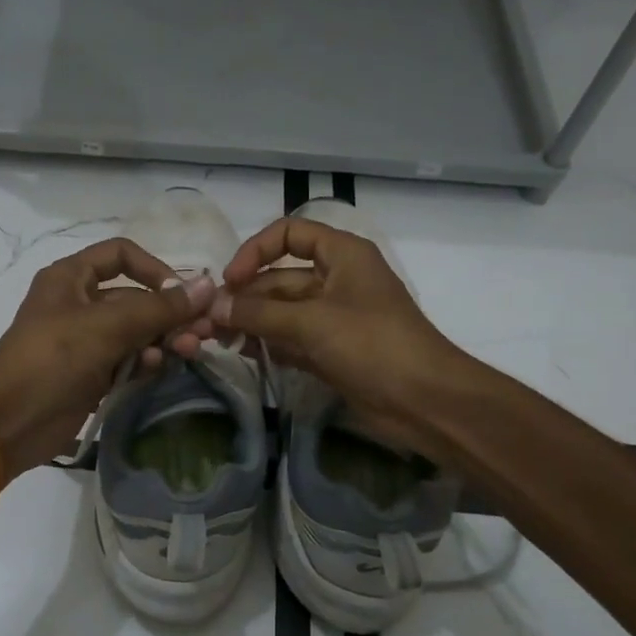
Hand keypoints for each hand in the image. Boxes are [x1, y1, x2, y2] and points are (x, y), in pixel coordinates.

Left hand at [0, 239, 214, 479]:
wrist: (8, 422)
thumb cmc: (52, 359)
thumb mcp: (107, 326)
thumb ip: (159, 308)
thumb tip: (208, 285)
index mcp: (71, 277)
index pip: (121, 255)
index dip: (154, 268)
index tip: (181, 294)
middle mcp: (78, 303)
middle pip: (134, 297)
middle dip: (168, 313)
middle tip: (201, 332)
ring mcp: (84, 341)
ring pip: (135, 331)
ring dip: (162, 339)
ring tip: (187, 352)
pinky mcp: (90, 374)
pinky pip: (126, 359)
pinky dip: (144, 361)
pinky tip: (156, 368)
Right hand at [210, 216, 473, 458]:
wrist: (424, 401)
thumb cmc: (373, 345)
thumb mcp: (312, 322)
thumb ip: (259, 312)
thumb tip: (214, 305)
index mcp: (343, 254)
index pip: (290, 234)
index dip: (256, 251)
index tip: (230, 280)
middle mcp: (337, 279)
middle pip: (281, 277)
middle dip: (247, 296)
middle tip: (210, 321)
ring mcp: (336, 317)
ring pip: (284, 311)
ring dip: (254, 322)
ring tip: (221, 340)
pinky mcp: (333, 350)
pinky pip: (294, 339)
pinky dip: (271, 344)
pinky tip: (247, 354)